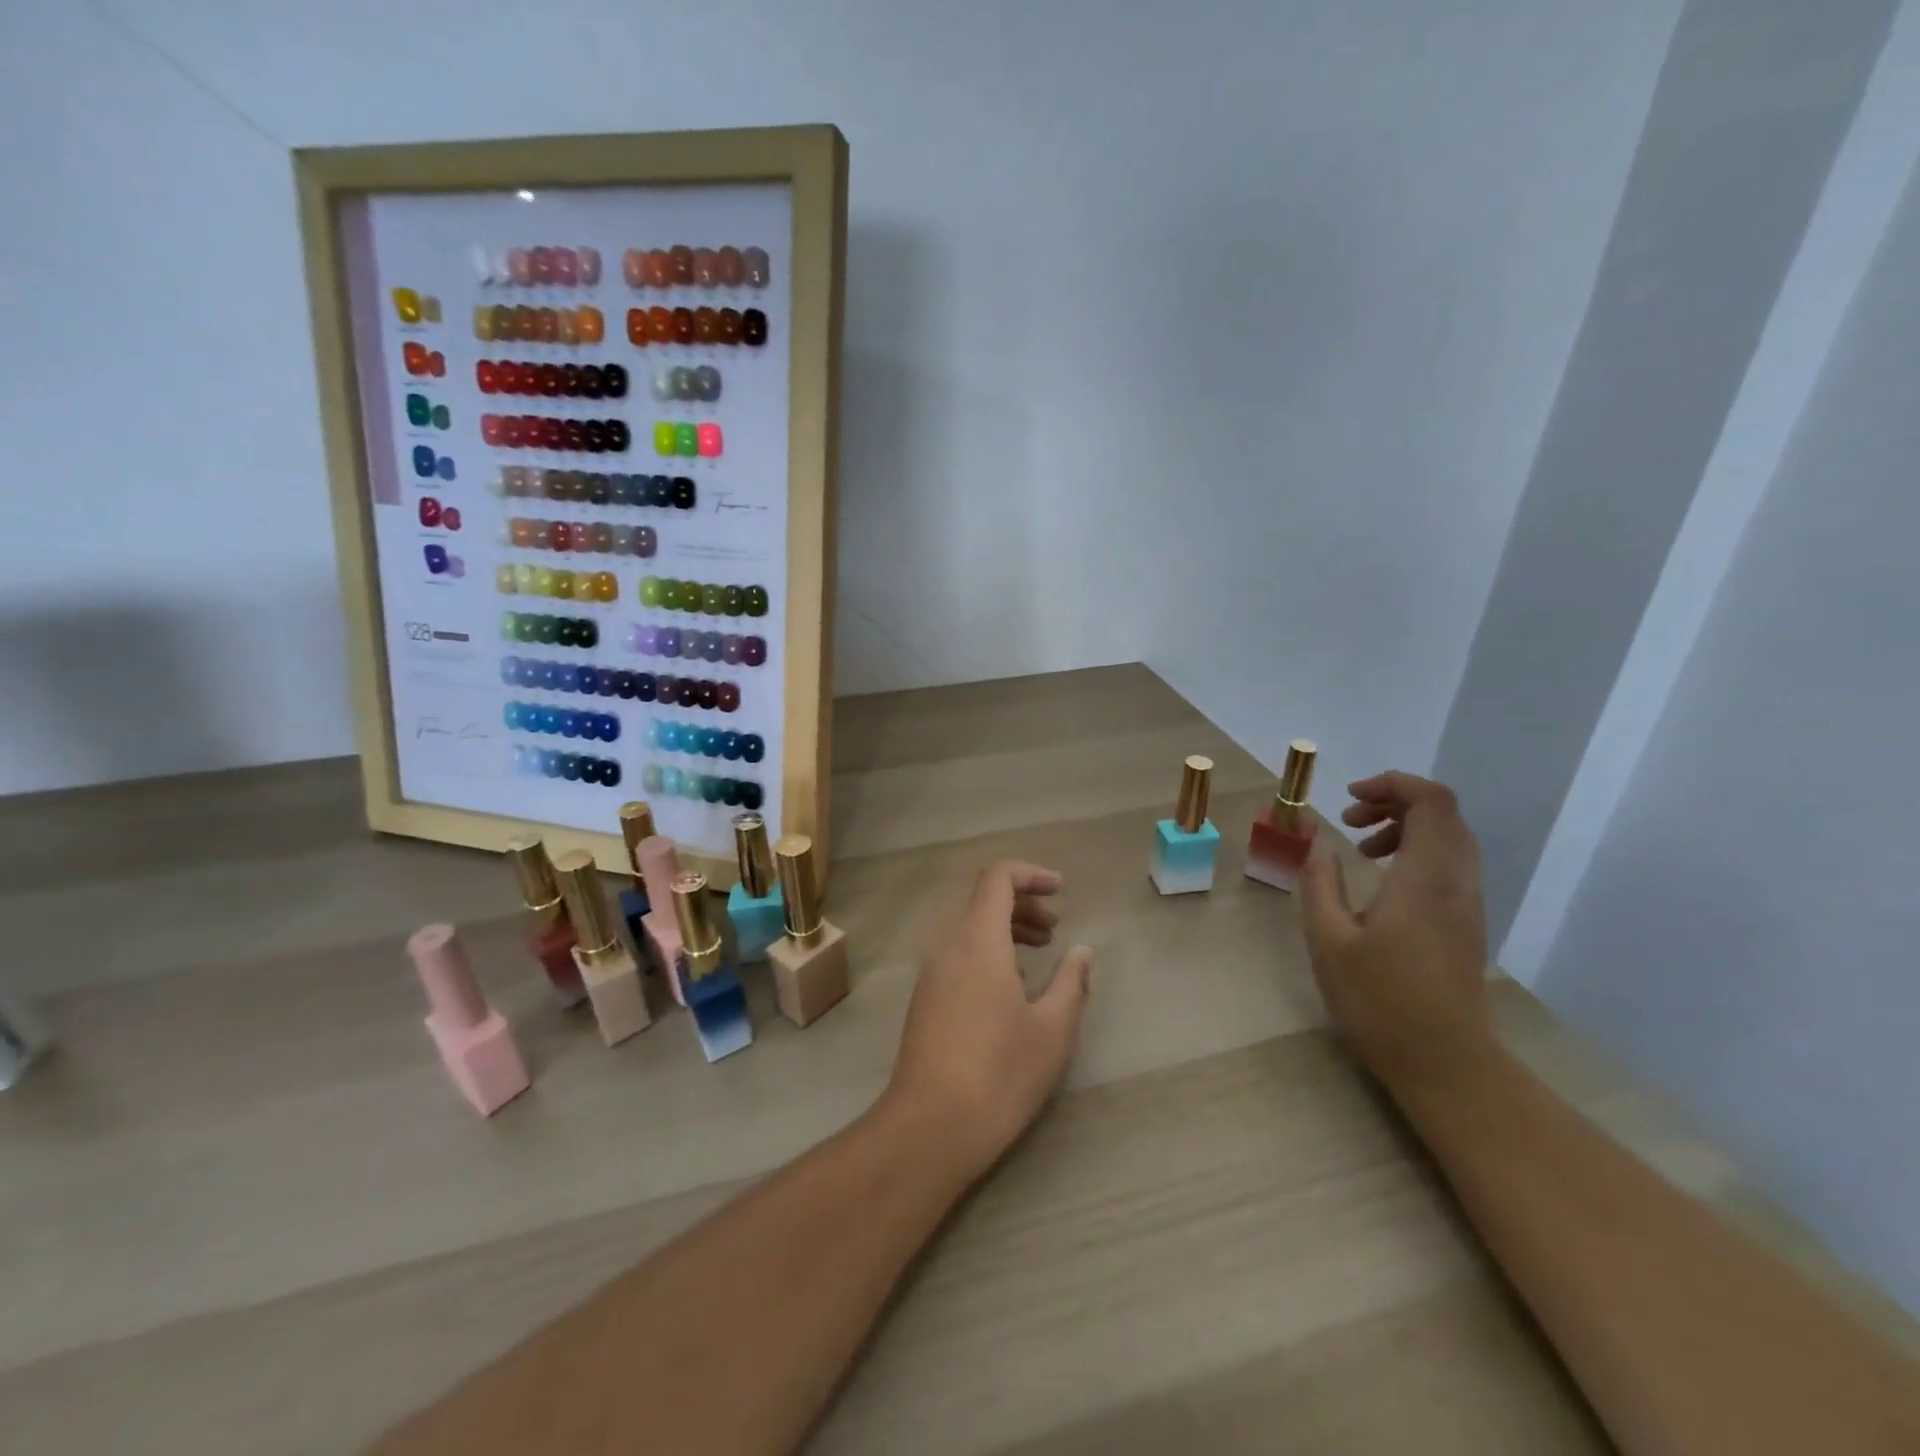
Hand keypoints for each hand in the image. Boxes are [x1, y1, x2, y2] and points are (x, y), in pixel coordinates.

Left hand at [884, 861, 1094, 1178]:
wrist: (930, 1126)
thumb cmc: (999, 1073)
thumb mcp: (1052, 1029)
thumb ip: (1071, 981)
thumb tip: (1082, 950)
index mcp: (978, 940)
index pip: (997, 878)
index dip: (1029, 873)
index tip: (1060, 889)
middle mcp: (948, 946)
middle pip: (982, 900)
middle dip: (1022, 903)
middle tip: (1054, 928)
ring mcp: (931, 974)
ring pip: (968, 928)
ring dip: (1005, 928)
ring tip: (1039, 952)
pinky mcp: (924, 1000)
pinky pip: (957, 953)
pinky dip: (987, 950)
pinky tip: (1009, 986)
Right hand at [1298, 772, 1493, 1093]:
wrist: (1444, 1061)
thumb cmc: (1379, 1000)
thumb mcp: (1328, 938)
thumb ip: (1320, 881)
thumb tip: (1316, 840)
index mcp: (1425, 877)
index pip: (1431, 801)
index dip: (1392, 783)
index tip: (1348, 798)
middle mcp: (1457, 881)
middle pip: (1443, 812)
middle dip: (1394, 801)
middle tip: (1349, 820)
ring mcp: (1469, 902)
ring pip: (1451, 837)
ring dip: (1406, 826)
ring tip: (1362, 848)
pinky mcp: (1469, 921)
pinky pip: (1451, 862)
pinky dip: (1417, 851)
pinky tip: (1383, 880)